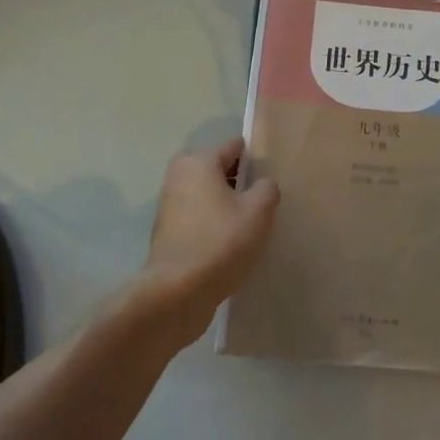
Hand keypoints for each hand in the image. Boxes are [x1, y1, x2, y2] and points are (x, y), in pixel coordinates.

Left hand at [140, 137, 278, 346]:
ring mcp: (169, 205)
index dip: (256, 159)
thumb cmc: (221, 241)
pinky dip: (213, 224)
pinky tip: (230, 244)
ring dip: (226, 205)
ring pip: (208, 195)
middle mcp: (179, 176)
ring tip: (250, 225)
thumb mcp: (258, 211)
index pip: (234, 147)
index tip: (272, 176)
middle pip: (219, 170)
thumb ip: (267, 188)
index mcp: (199, 161)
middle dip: (239, 182)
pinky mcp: (167, 233)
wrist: (177, 293)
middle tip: (263, 203)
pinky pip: (198, 218)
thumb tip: (263, 184)